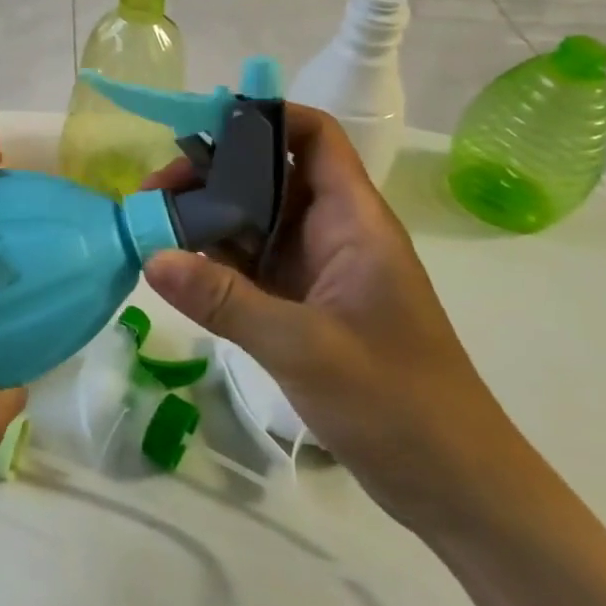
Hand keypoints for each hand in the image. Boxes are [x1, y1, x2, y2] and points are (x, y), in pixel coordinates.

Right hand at [141, 106, 518, 533]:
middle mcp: (332, 232)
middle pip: (269, 175)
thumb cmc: (399, 404)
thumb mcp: (306, 348)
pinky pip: (250, 265)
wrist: (455, 487)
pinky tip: (174, 267)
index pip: (313, 137)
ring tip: (150, 225)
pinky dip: (213, 260)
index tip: (199, 131)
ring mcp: (316, 270)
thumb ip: (226, 300)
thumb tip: (151, 256)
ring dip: (206, 218)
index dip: (262, 119)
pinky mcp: (302, 305)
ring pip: (254, 220)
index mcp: (353, 220)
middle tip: (154, 193)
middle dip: (212, 174)